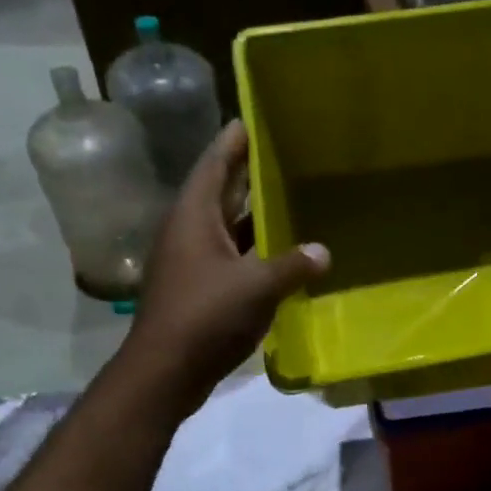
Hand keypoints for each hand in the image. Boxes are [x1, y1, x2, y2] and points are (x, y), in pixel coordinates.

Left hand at [122, 120, 328, 416]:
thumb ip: (293, 266)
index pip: (215, 164)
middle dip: (248, 177)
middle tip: (283, 158)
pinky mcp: (199, 291)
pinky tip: (280, 258)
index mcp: (194, 217)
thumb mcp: (256, 287)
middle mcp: (189, 232)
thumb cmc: (205, 317)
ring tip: (289, 202)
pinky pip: (230, 260)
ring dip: (254, 219)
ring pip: (227, 230)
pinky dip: (254, 255)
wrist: (166, 371)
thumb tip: (324, 251)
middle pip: (221, 194)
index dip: (234, 141)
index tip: (253, 119)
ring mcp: (192, 264)